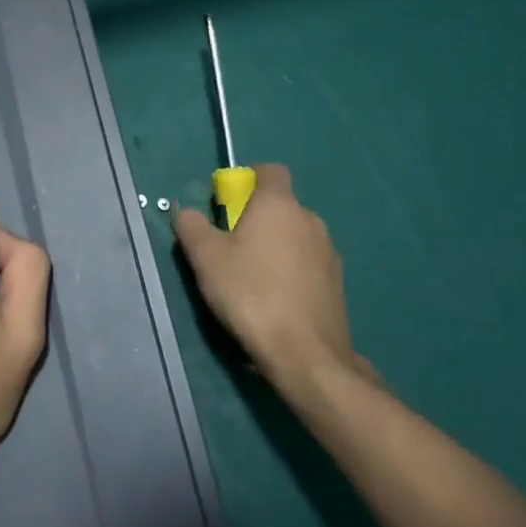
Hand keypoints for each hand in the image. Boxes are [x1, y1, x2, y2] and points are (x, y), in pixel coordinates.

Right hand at [173, 164, 374, 390]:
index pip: (270, 171)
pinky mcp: (337, 284)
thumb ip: (192, 225)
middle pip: (280, 205)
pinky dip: (291, 271)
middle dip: (257, 218)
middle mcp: (310, 220)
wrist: (306, 355)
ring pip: (295, 235)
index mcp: (279, 204)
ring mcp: (329, 253)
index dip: (248, 180)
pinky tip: (274, 300)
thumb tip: (188, 213)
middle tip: (231, 246)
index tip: (228, 203)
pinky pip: (308, 264)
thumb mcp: (205, 257)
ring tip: (251, 278)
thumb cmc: (251, 293)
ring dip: (275, 246)